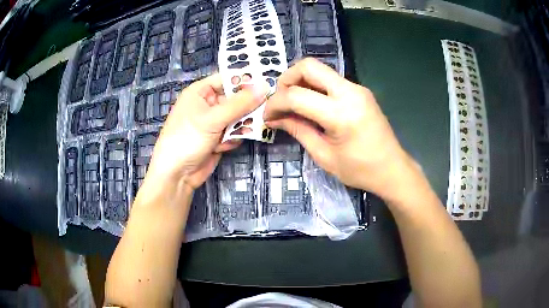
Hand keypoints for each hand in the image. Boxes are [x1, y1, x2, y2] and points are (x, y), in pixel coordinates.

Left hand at [143, 74, 268, 193]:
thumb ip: (239, 103)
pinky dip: (233, 138)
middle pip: (236, 98)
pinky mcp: (219, 137)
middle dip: (247, 106)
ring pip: (238, 116)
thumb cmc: (187, 139)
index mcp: (201, 92)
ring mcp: (214, 122)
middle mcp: (208, 104)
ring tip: (237, 132)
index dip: (246, 80)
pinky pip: (235, 131)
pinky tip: (223, 147)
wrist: (177, 175)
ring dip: (240, 125)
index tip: (267, 83)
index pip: (227, 79)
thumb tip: (264, 86)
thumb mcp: (212, 119)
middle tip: (264, 109)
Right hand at [264, 58, 418, 200]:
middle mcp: (350, 92)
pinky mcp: (360, 90)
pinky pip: (330, 80)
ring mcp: (357, 88)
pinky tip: (310, 105)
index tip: (267, 116)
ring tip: (292, 104)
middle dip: (286, 79)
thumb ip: (297, 130)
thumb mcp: (324, 155)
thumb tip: (274, 118)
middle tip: (280, 100)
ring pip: (319, 70)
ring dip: (300, 82)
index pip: (296, 95)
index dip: (275, 103)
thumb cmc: (360, 170)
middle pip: (309, 66)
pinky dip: (314, 87)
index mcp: (341, 114)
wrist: (392, 169)